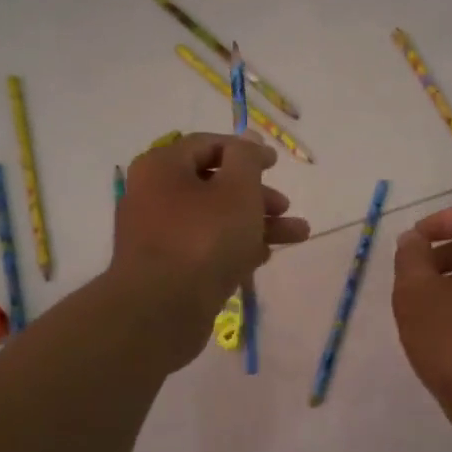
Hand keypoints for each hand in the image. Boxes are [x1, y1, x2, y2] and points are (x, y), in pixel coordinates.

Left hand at [112, 132, 308, 362]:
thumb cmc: (203, 239)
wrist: (161, 312)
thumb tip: (248, 139)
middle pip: (213, 184)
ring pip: (215, 219)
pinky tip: (264, 257)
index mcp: (162, 167)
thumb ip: (247, 159)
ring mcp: (158, 235)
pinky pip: (205, 248)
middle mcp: (153, 195)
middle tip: (285, 206)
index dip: (246, 151)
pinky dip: (235, 247)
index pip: (208, 145)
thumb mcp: (237, 189)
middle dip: (257, 194)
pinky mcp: (166, 268)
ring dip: (257, 223)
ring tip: (298, 235)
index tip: (276, 164)